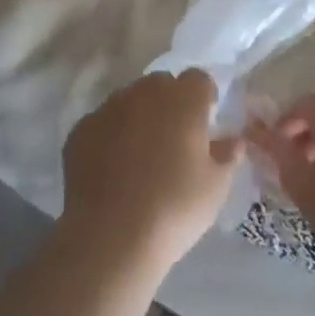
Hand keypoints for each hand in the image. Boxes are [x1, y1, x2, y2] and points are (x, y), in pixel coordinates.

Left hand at [61, 70, 241, 270]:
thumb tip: (232, 140)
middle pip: (162, 84)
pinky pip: (103, 123)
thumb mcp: (215, 188)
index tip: (206, 122)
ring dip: (139, 116)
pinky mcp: (81, 129)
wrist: (111, 236)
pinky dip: (111, 136)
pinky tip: (113, 169)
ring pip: (129, 100)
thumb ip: (227, 156)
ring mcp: (109, 108)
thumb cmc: (174, 208)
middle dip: (170, 102)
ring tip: (141, 155)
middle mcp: (144, 93)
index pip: (199, 79)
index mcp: (183, 100)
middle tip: (175, 140)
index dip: (204, 97)